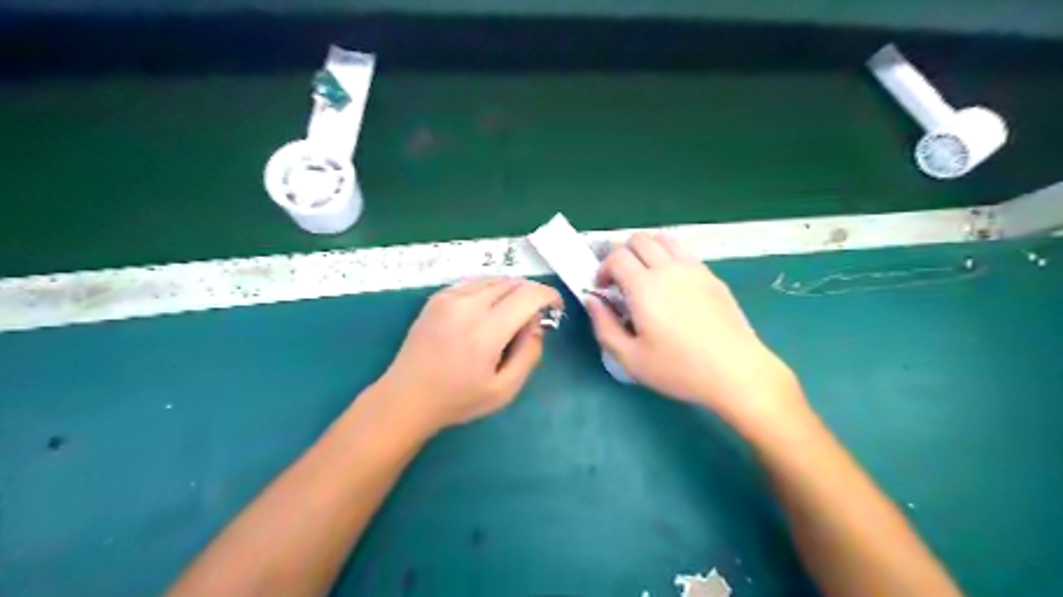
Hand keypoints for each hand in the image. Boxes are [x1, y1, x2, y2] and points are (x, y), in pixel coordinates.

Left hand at [372, 277, 558, 436]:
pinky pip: (474, 282)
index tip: (556, 307)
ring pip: (494, 279)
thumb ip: (528, 354)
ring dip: (511, 290)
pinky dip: (490, 289)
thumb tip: (536, 325)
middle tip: (532, 319)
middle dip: (531, 294)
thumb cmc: (458, 399)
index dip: (548, 295)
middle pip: (512, 283)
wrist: (406, 397)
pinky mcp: (437, 297)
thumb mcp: (504, 390)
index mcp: (486, 331)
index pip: (528, 296)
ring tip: (511, 314)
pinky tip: (488, 310)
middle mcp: (467, 306)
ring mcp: (449, 298)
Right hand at [585, 232, 802, 434]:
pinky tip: (672, 286)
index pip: (617, 257)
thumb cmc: (679, 369)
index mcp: (645, 287)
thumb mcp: (630, 358)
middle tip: (621, 281)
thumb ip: (604, 327)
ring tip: (645, 276)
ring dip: (647, 250)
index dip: (603, 269)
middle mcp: (669, 269)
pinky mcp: (712, 277)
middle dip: (622, 255)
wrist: (736, 372)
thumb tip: (593, 301)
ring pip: (664, 239)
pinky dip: (669, 257)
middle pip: (639, 239)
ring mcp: (694, 270)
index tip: (603, 290)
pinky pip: (685, 253)